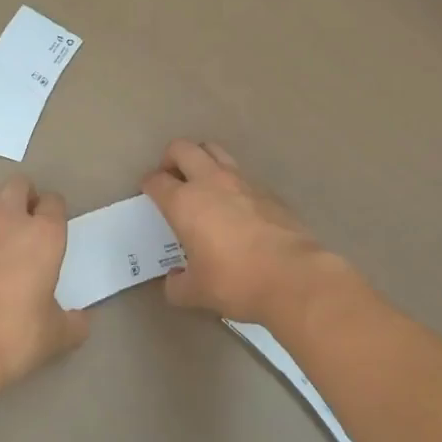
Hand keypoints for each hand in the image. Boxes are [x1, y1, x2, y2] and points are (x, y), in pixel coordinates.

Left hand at [0, 175, 88, 388]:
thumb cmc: (16, 334)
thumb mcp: (56, 335)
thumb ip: (73, 323)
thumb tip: (81, 321)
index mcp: (44, 234)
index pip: (54, 201)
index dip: (55, 211)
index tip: (55, 228)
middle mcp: (10, 222)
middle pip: (18, 184)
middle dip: (25, 196)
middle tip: (29, 221)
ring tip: (1, 228)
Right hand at [140, 139, 339, 325]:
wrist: (293, 276)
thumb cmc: (235, 281)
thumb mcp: (197, 292)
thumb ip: (178, 285)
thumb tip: (174, 281)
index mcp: (185, 202)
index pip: (157, 181)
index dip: (149, 185)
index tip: (149, 194)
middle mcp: (210, 182)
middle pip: (183, 148)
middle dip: (171, 158)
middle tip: (172, 179)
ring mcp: (242, 181)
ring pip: (215, 151)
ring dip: (202, 160)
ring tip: (202, 184)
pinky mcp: (267, 190)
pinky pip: (242, 174)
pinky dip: (231, 181)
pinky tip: (236, 206)